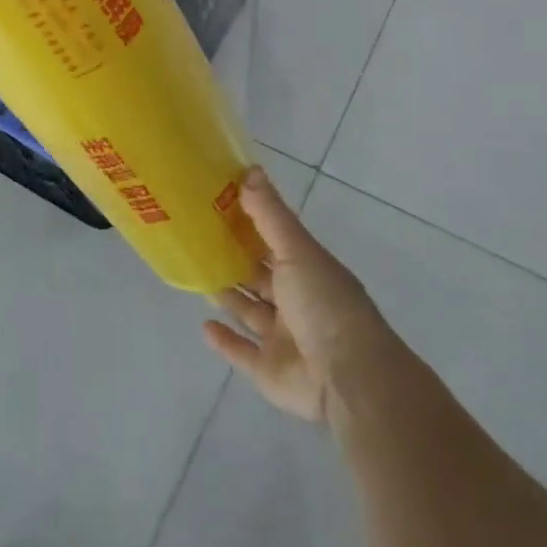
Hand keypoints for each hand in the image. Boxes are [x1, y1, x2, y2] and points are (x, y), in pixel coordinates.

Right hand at [203, 170, 400, 423]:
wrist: (349, 378)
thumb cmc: (324, 303)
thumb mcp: (297, 250)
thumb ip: (270, 214)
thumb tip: (250, 169)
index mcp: (307, 270)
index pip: (274, 241)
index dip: (249, 223)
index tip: (217, 204)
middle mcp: (296, 301)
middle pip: (260, 276)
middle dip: (235, 260)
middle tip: (198, 238)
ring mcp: (283, 338)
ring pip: (249, 311)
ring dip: (228, 295)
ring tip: (197, 275)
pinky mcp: (270, 371)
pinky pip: (243, 353)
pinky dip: (225, 341)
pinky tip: (204, 326)